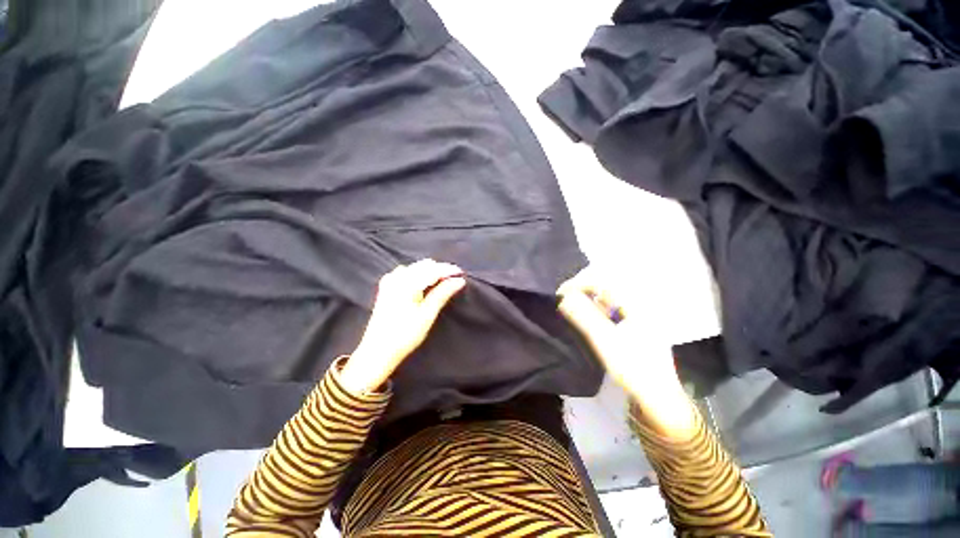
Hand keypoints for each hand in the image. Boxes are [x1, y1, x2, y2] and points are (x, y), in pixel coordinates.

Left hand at [340, 259, 465, 394]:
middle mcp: (397, 277)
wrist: (377, 351)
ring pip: (416, 268)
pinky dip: (419, 275)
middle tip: (454, 280)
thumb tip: (459, 280)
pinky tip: (424, 283)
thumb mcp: (427, 314)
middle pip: (424, 266)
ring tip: (442, 282)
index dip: (448, 270)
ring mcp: (390, 281)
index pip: (432, 270)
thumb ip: (443, 293)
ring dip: (430, 272)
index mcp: (407, 283)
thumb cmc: (405, 335)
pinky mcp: (387, 287)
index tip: (462, 273)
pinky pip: (407, 272)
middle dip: (440, 270)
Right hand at [557, 267, 695, 438]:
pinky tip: (587, 321)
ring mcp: (636, 317)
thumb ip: (583, 316)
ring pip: (606, 302)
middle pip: (604, 290)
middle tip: (564, 301)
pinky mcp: (632, 328)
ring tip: (571, 310)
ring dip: (587, 303)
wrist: (657, 397)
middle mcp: (637, 306)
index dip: (579, 284)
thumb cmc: (632, 367)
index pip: (603, 283)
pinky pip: (609, 313)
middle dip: (581, 292)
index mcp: (635, 304)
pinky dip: (595, 313)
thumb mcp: (605, 340)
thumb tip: (563, 296)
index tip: (560, 293)